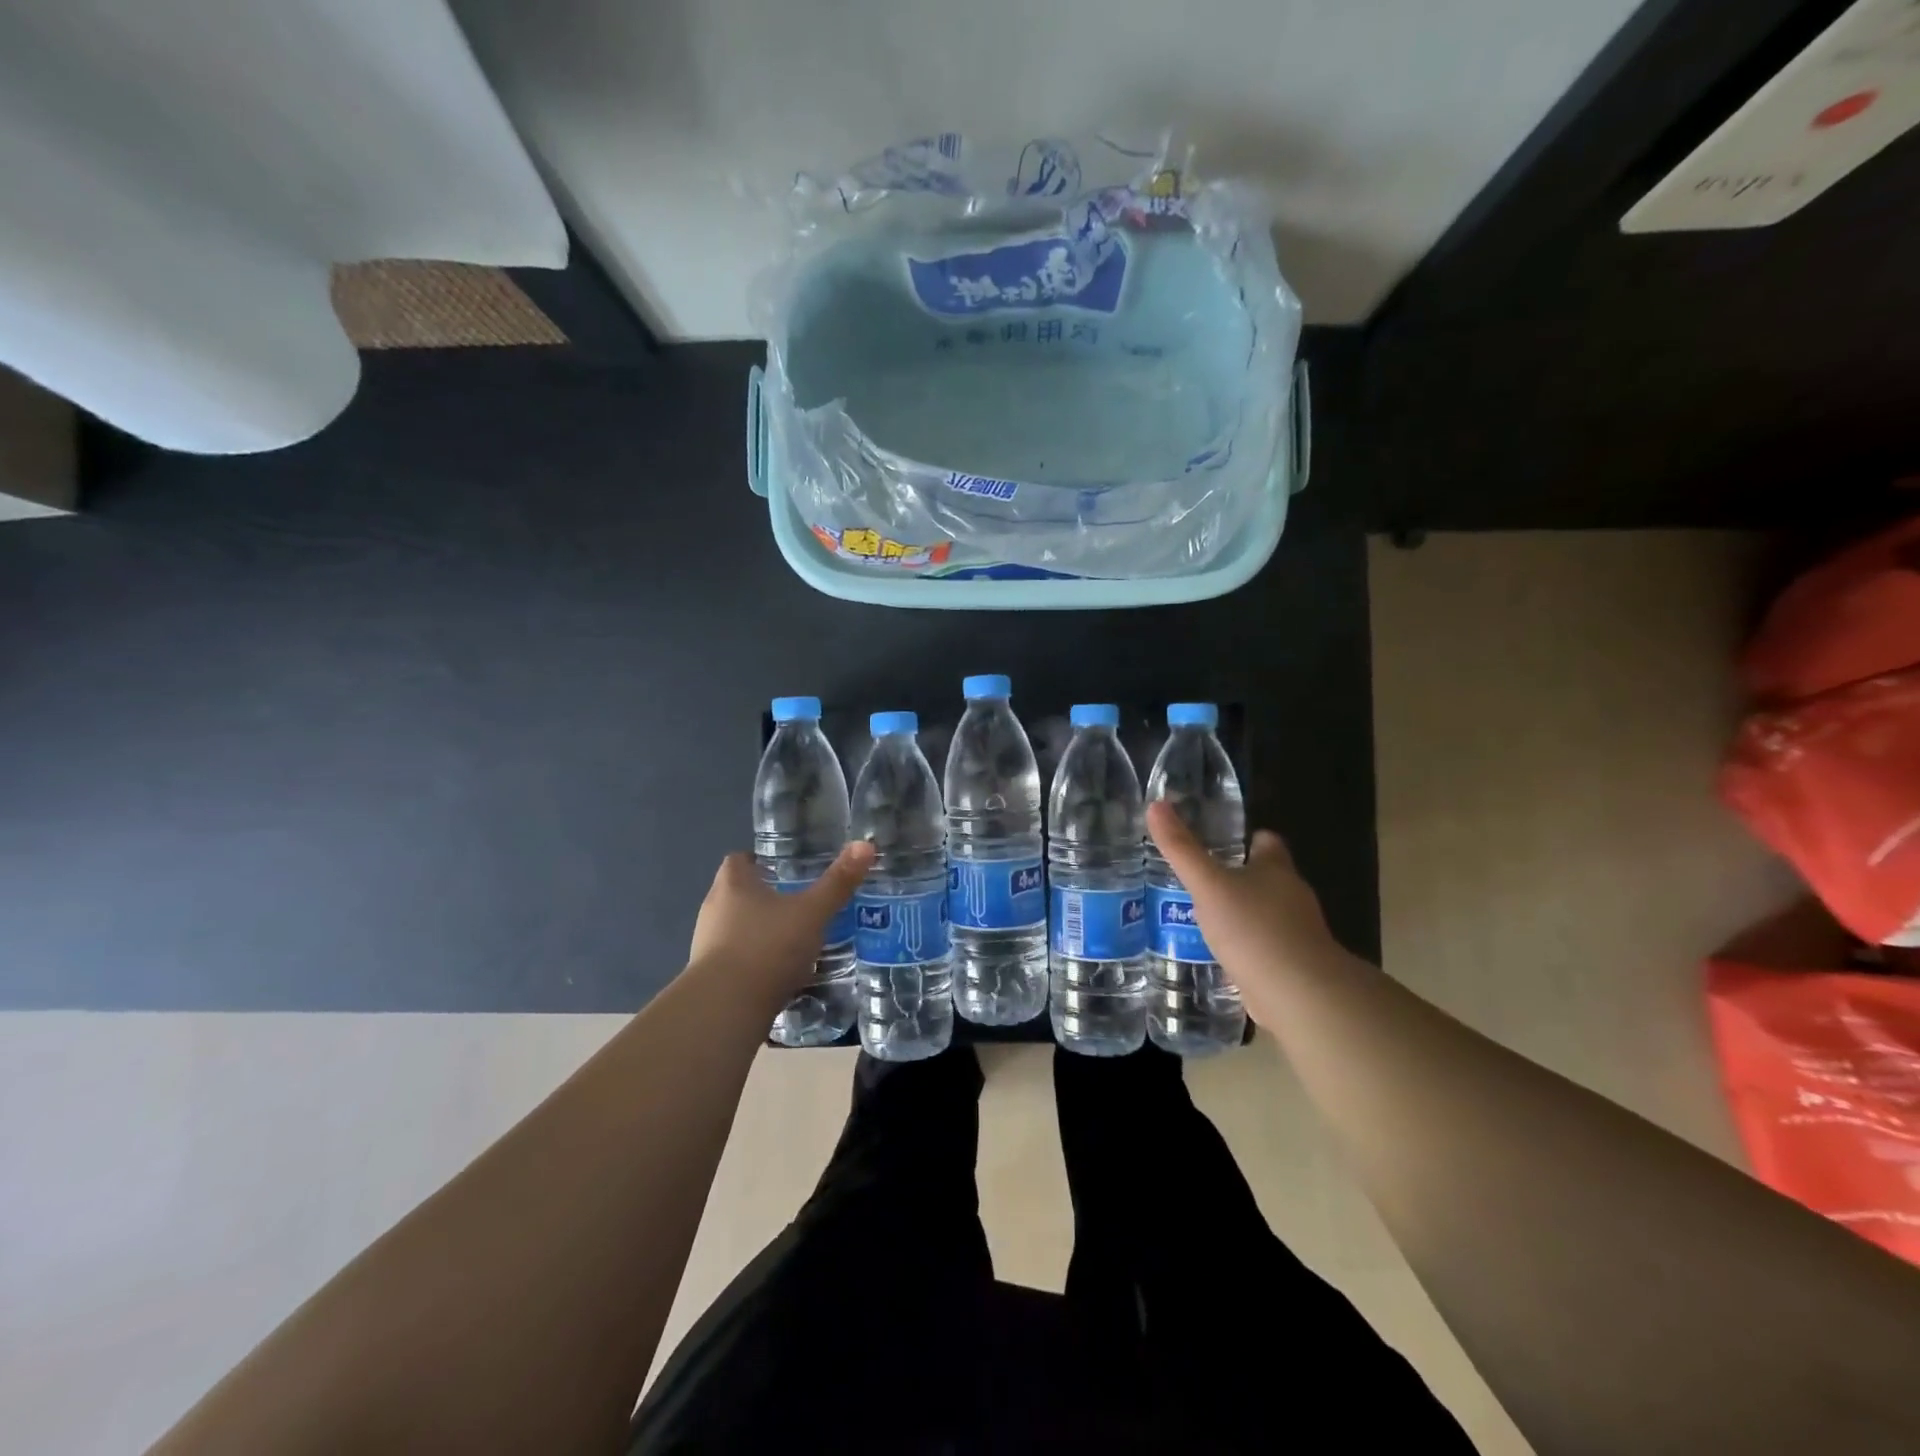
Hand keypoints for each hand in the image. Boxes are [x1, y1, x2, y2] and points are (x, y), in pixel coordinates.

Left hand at [688, 843, 873, 994]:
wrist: (725, 1009)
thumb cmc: (767, 947)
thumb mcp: (811, 913)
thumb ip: (837, 882)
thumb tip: (865, 845)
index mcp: (732, 884)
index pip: (739, 859)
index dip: (760, 860)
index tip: (785, 867)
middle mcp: (713, 909)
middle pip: (737, 893)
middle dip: (765, 896)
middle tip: (799, 902)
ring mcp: (706, 945)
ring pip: (736, 928)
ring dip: (759, 931)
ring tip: (793, 938)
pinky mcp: (709, 978)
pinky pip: (735, 960)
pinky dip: (755, 962)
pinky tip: (780, 973)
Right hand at [1145, 801, 1342, 1000]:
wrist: (1298, 995)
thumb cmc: (1254, 928)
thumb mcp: (1208, 884)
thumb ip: (1181, 849)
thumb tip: (1156, 804)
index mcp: (1276, 869)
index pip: (1267, 841)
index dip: (1246, 838)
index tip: (1218, 839)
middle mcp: (1291, 896)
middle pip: (1265, 877)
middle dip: (1236, 877)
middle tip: (1199, 877)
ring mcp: (1295, 933)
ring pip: (1263, 913)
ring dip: (1239, 914)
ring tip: (1200, 915)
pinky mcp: (1290, 966)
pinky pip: (1263, 947)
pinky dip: (1244, 947)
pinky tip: (1218, 953)